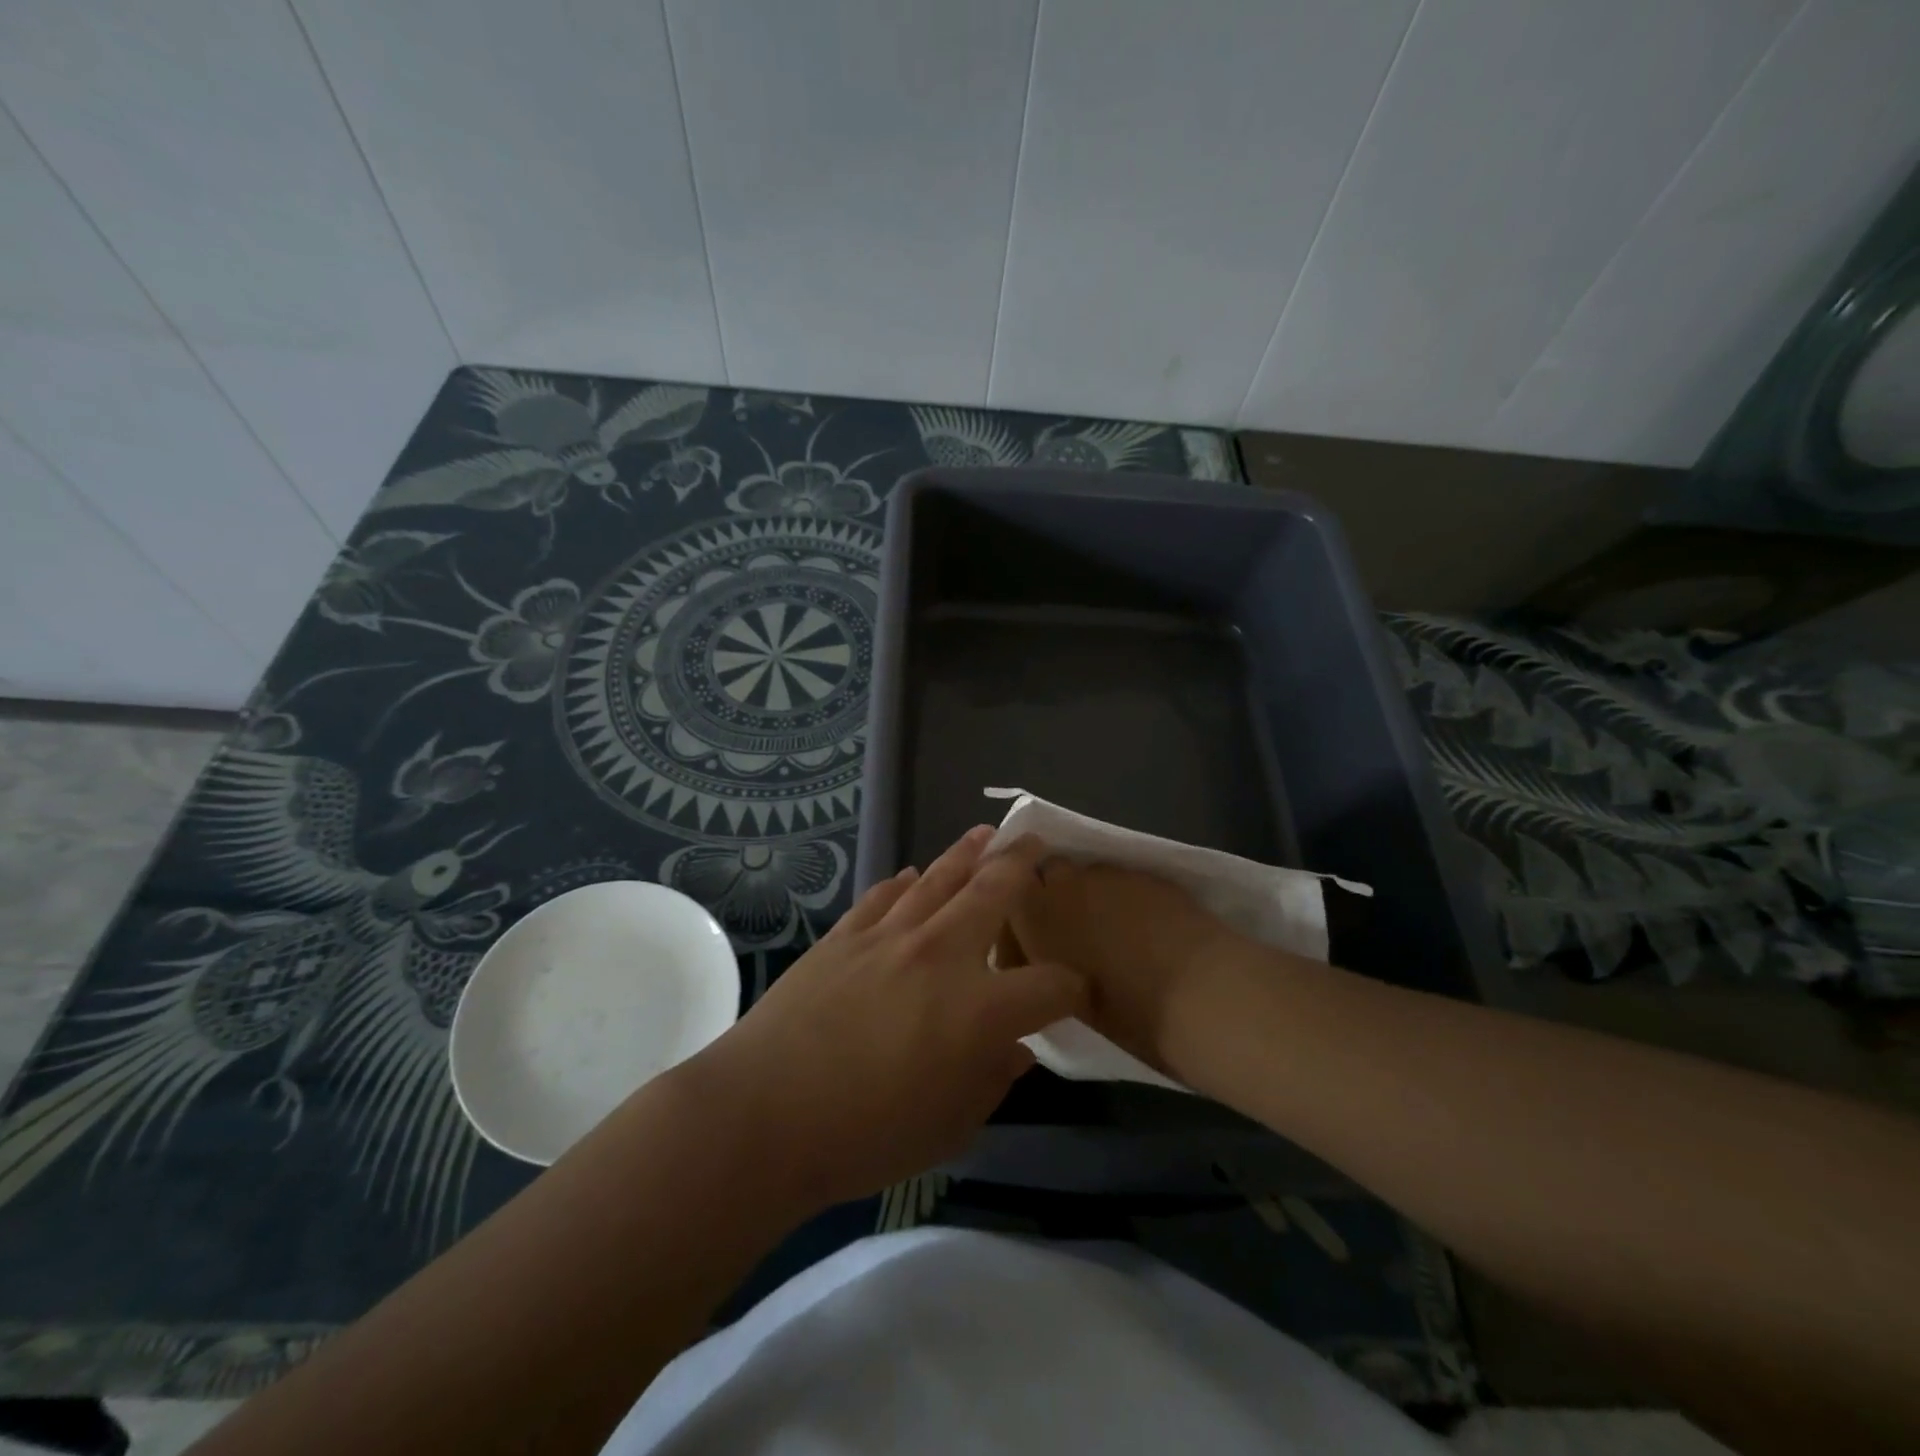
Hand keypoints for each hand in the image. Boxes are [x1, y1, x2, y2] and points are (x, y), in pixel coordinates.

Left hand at [671, 828, 1085, 1216]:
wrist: (764, 1113)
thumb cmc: (865, 1136)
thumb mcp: (949, 1128)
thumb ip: (991, 1081)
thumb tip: (1015, 1050)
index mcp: (981, 1009)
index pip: (1050, 986)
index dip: (1073, 988)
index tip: (1077, 991)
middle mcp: (942, 954)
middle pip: (994, 893)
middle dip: (1022, 864)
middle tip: (1036, 841)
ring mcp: (889, 936)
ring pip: (939, 878)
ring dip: (967, 852)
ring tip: (986, 834)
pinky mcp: (845, 935)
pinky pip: (883, 896)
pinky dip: (902, 882)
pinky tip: (910, 874)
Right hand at [1006, 861, 1253, 1077]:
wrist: (1204, 992)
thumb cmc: (1129, 1013)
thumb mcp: (1068, 1000)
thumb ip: (1047, 967)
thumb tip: (1047, 960)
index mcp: (1034, 918)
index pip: (1005, 898)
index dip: (1017, 919)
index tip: (1032, 945)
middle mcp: (1062, 884)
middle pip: (1044, 875)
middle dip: (1050, 895)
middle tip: (1070, 932)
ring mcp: (1106, 873)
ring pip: (1084, 874)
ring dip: (1086, 894)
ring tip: (1109, 928)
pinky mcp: (1144, 871)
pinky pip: (1119, 878)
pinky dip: (1122, 895)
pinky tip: (1142, 924)